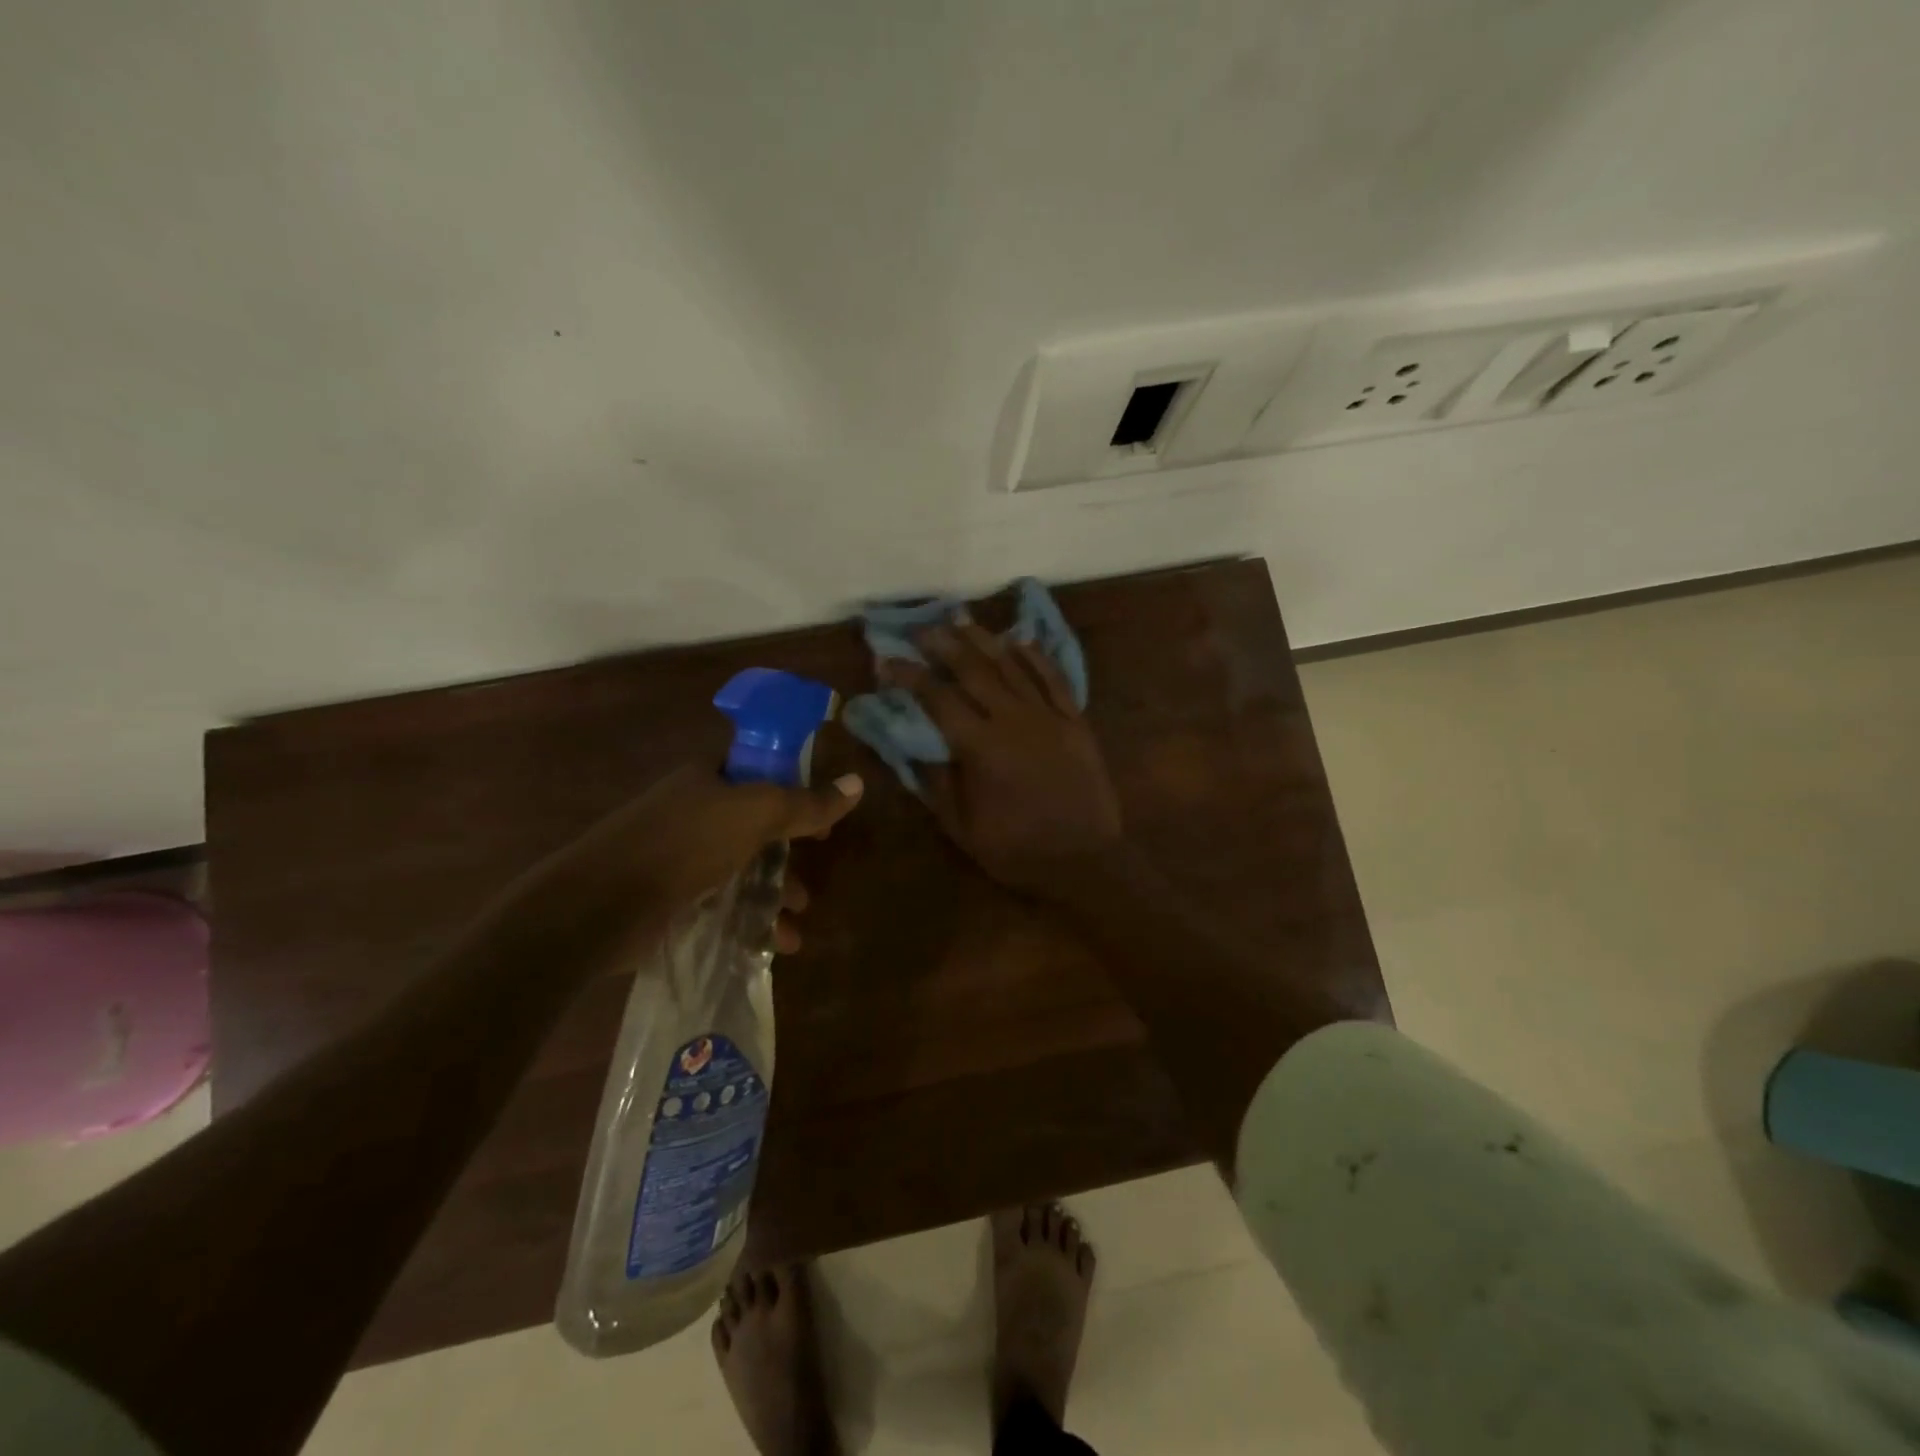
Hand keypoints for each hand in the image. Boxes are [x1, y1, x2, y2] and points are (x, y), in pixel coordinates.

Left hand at [541, 763, 863, 951]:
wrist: (599, 906)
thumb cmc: (684, 844)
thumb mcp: (755, 814)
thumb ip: (807, 804)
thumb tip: (858, 783)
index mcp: (708, 778)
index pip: (761, 771)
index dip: (797, 790)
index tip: (822, 820)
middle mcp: (693, 811)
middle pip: (756, 827)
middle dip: (789, 857)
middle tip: (811, 879)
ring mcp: (679, 857)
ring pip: (742, 871)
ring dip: (773, 897)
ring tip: (795, 927)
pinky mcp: (670, 899)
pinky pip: (722, 905)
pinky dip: (748, 923)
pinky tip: (769, 946)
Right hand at [889, 622, 1121, 895]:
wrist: (1084, 859)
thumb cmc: (1017, 849)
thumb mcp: (962, 827)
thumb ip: (936, 782)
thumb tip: (913, 745)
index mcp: (981, 747)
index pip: (937, 698)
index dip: (909, 676)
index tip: (888, 661)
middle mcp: (1013, 720)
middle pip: (974, 669)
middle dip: (944, 644)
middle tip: (922, 629)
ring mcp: (1049, 716)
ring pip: (1012, 665)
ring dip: (984, 640)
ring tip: (962, 621)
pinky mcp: (1075, 720)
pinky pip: (1054, 678)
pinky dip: (1035, 656)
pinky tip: (1019, 639)